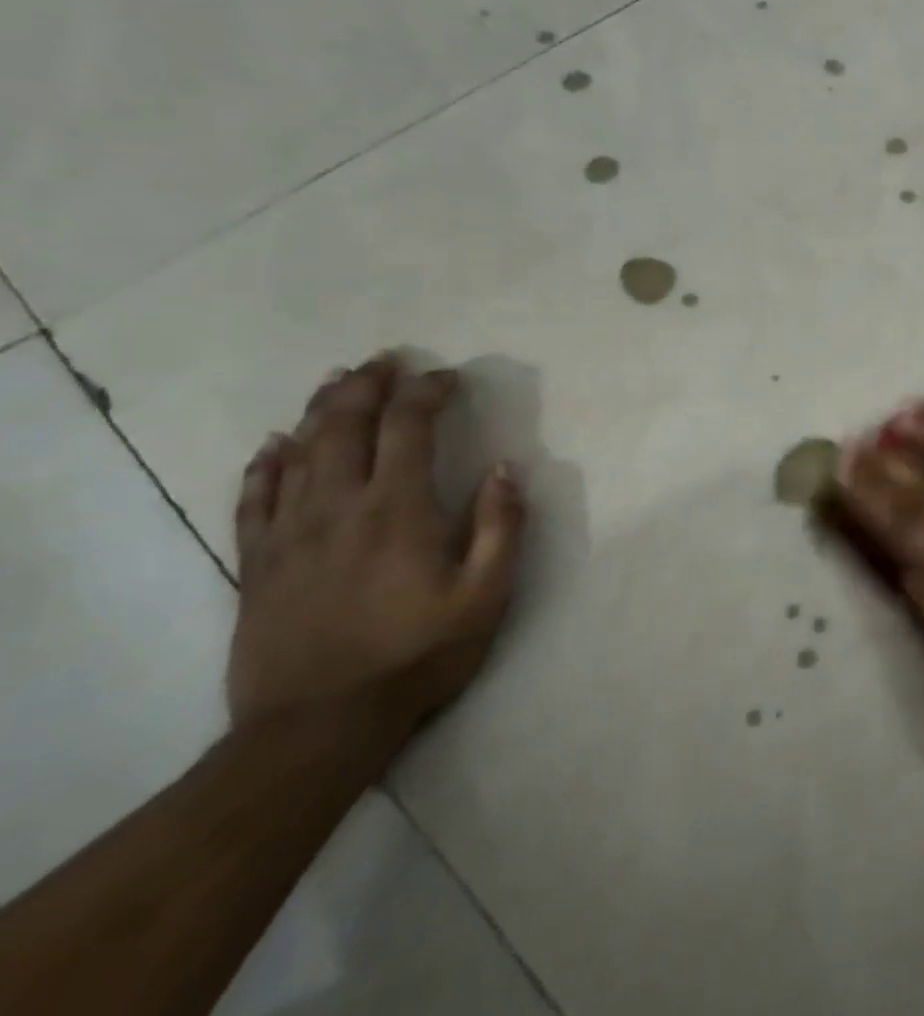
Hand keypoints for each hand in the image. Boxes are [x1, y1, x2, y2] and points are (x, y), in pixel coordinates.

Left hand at [226, 354, 524, 747]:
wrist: (317, 728)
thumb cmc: (417, 655)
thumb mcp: (486, 594)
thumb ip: (501, 525)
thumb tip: (505, 467)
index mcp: (398, 508)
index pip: (409, 426)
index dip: (427, 391)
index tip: (447, 377)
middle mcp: (339, 507)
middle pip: (345, 426)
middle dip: (367, 385)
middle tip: (386, 359)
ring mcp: (289, 534)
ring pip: (298, 452)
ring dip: (319, 409)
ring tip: (337, 380)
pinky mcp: (257, 565)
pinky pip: (253, 500)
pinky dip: (264, 465)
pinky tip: (272, 445)